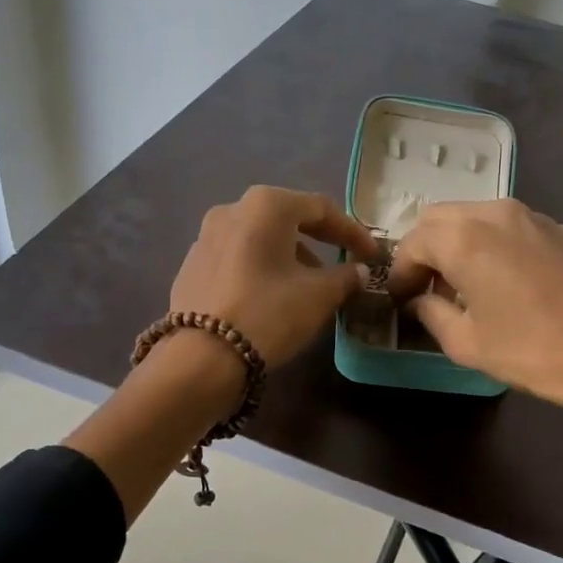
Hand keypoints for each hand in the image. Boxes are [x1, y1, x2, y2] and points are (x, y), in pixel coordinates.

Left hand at [168, 186, 378, 365]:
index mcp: (266, 205)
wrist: (202, 357)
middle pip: (287, 219)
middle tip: (343, 263)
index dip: (352, 232)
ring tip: (307, 285)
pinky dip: (260, 269)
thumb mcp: (319, 295)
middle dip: (319, 241)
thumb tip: (358, 271)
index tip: (372, 254)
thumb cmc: (269, 313)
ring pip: (259, 239)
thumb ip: (345, 277)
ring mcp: (204, 237)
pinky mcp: (190, 267)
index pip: (321, 209)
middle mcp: (231, 209)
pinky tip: (270, 296)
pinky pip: (237, 259)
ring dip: (288, 256)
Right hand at [390, 199, 562, 467]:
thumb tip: (420, 301)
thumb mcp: (467, 343)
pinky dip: (497, 246)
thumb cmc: (533, 353)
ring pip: (479, 217)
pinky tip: (512, 283)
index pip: (413, 242)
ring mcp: (536, 216)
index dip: (400, 271)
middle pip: (442, 218)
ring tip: (467, 284)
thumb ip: (431, 313)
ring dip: (461, 243)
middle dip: (426, 250)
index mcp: (464, 238)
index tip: (400, 298)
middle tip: (429, 287)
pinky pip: (515, 228)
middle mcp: (496, 213)